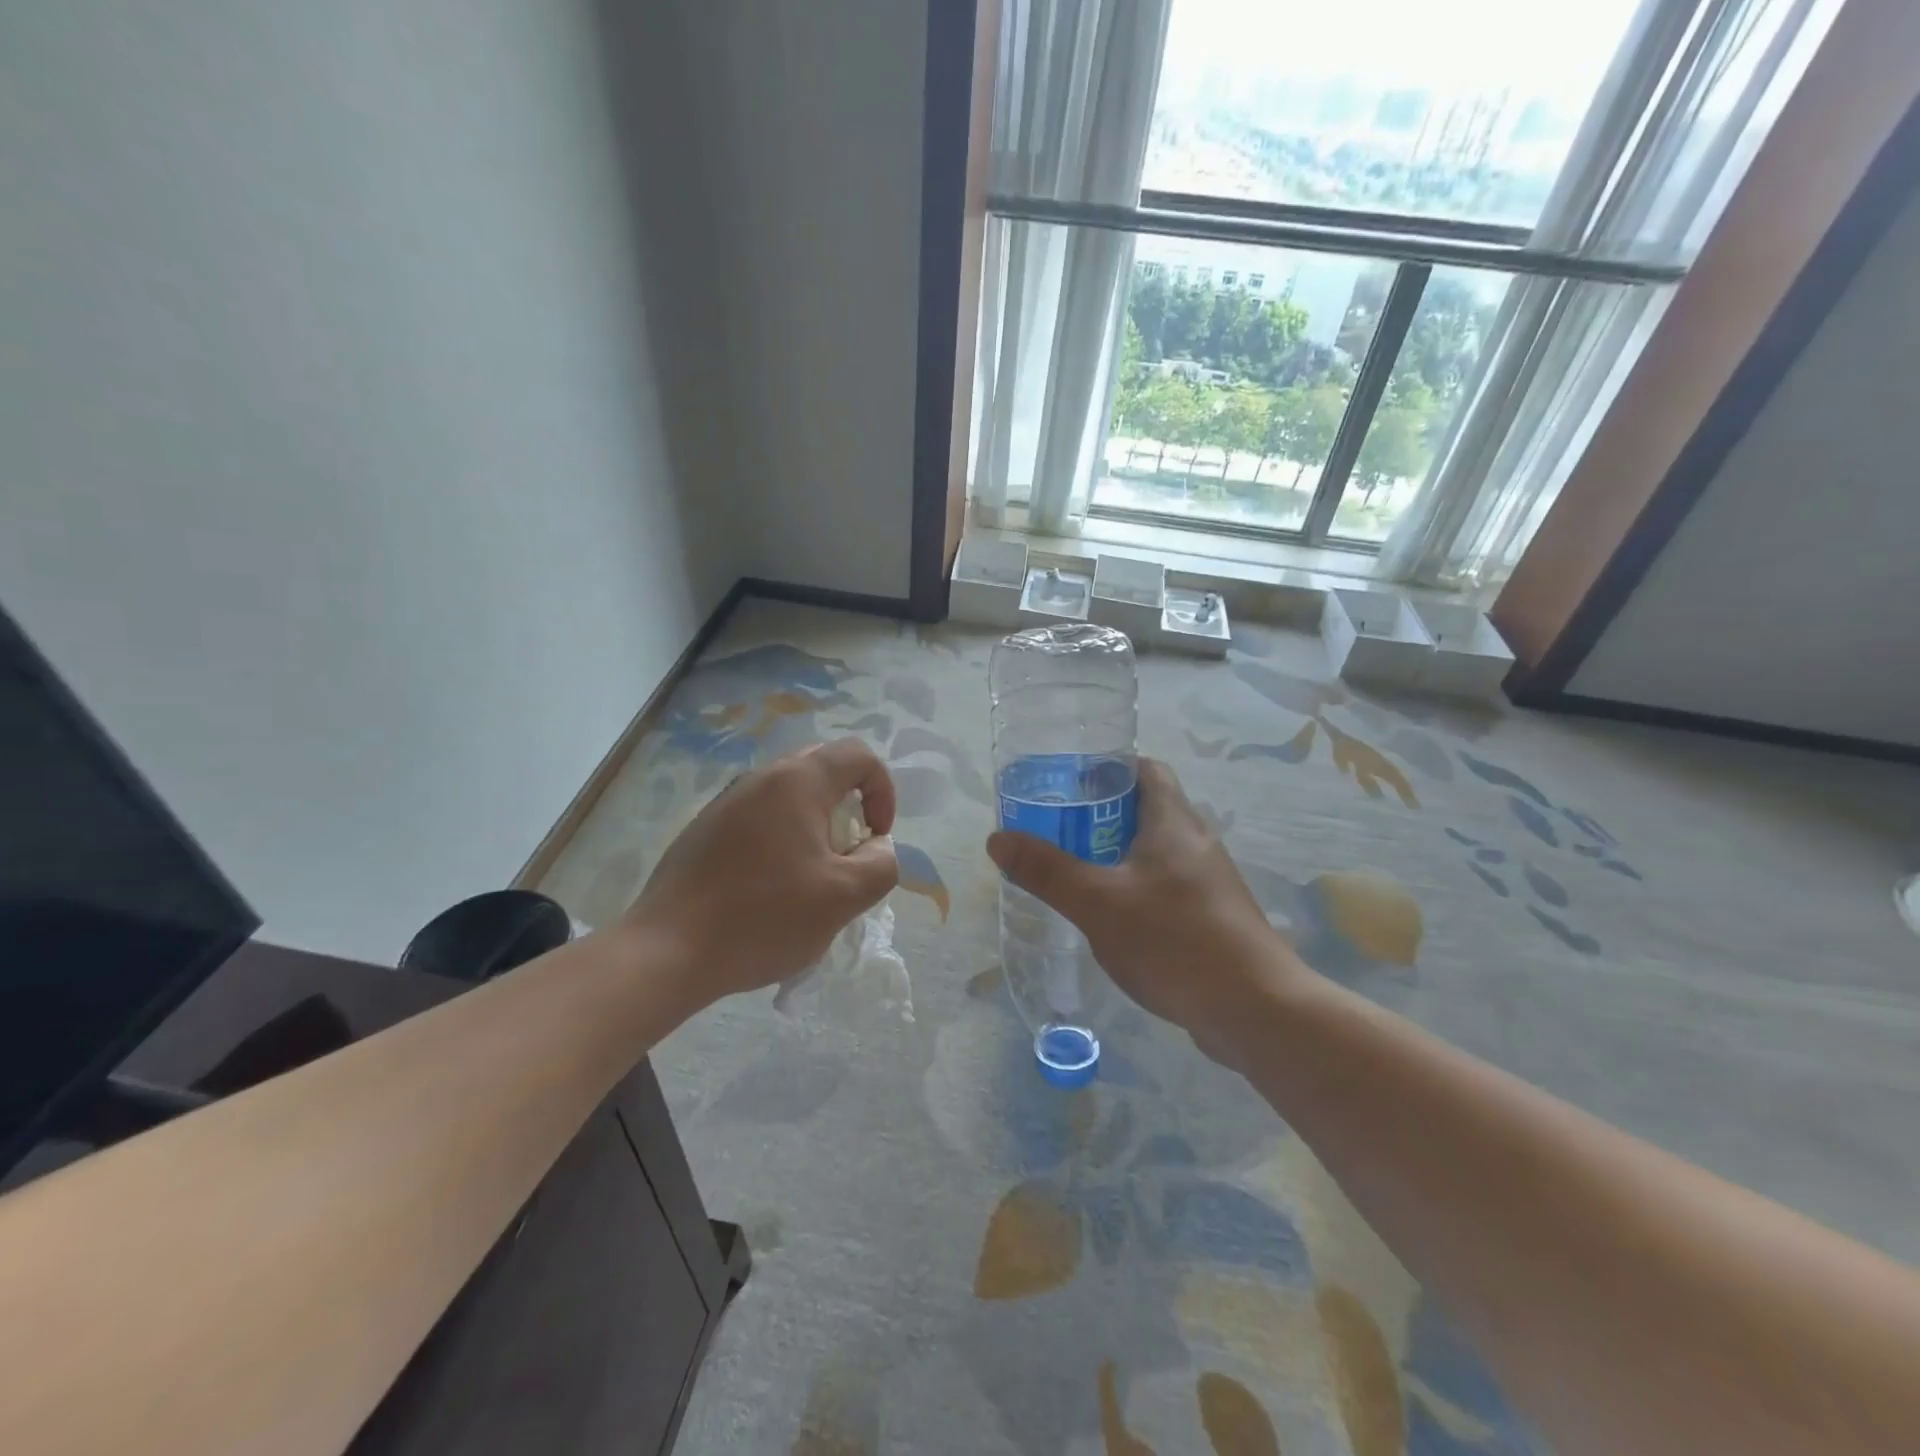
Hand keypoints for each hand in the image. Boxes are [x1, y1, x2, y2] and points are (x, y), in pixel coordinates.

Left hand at [627, 739, 898, 1008]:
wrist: (668, 951)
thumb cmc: (764, 917)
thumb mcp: (843, 897)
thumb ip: (881, 864)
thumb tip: (877, 847)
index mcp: (797, 782)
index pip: (859, 755)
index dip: (883, 791)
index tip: (876, 837)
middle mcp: (761, 778)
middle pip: (823, 769)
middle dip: (850, 806)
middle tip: (847, 853)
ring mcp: (727, 801)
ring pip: (789, 794)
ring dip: (815, 824)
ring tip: (811, 875)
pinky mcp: (705, 829)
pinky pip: (759, 816)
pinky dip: (782, 838)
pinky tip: (769, 887)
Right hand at [986, 758, 1307, 1064]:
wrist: (1255, 1009)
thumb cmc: (1174, 940)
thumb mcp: (1098, 903)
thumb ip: (1047, 870)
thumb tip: (998, 839)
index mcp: (1173, 821)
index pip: (1144, 769)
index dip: (1107, 767)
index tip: (1067, 782)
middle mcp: (1195, 840)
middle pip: (1146, 808)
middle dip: (1100, 814)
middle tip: (1057, 829)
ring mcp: (1208, 880)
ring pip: (1156, 850)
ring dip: (1117, 853)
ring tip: (1076, 871)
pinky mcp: (1213, 915)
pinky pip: (1167, 884)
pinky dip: (1136, 886)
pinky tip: (1112, 916)